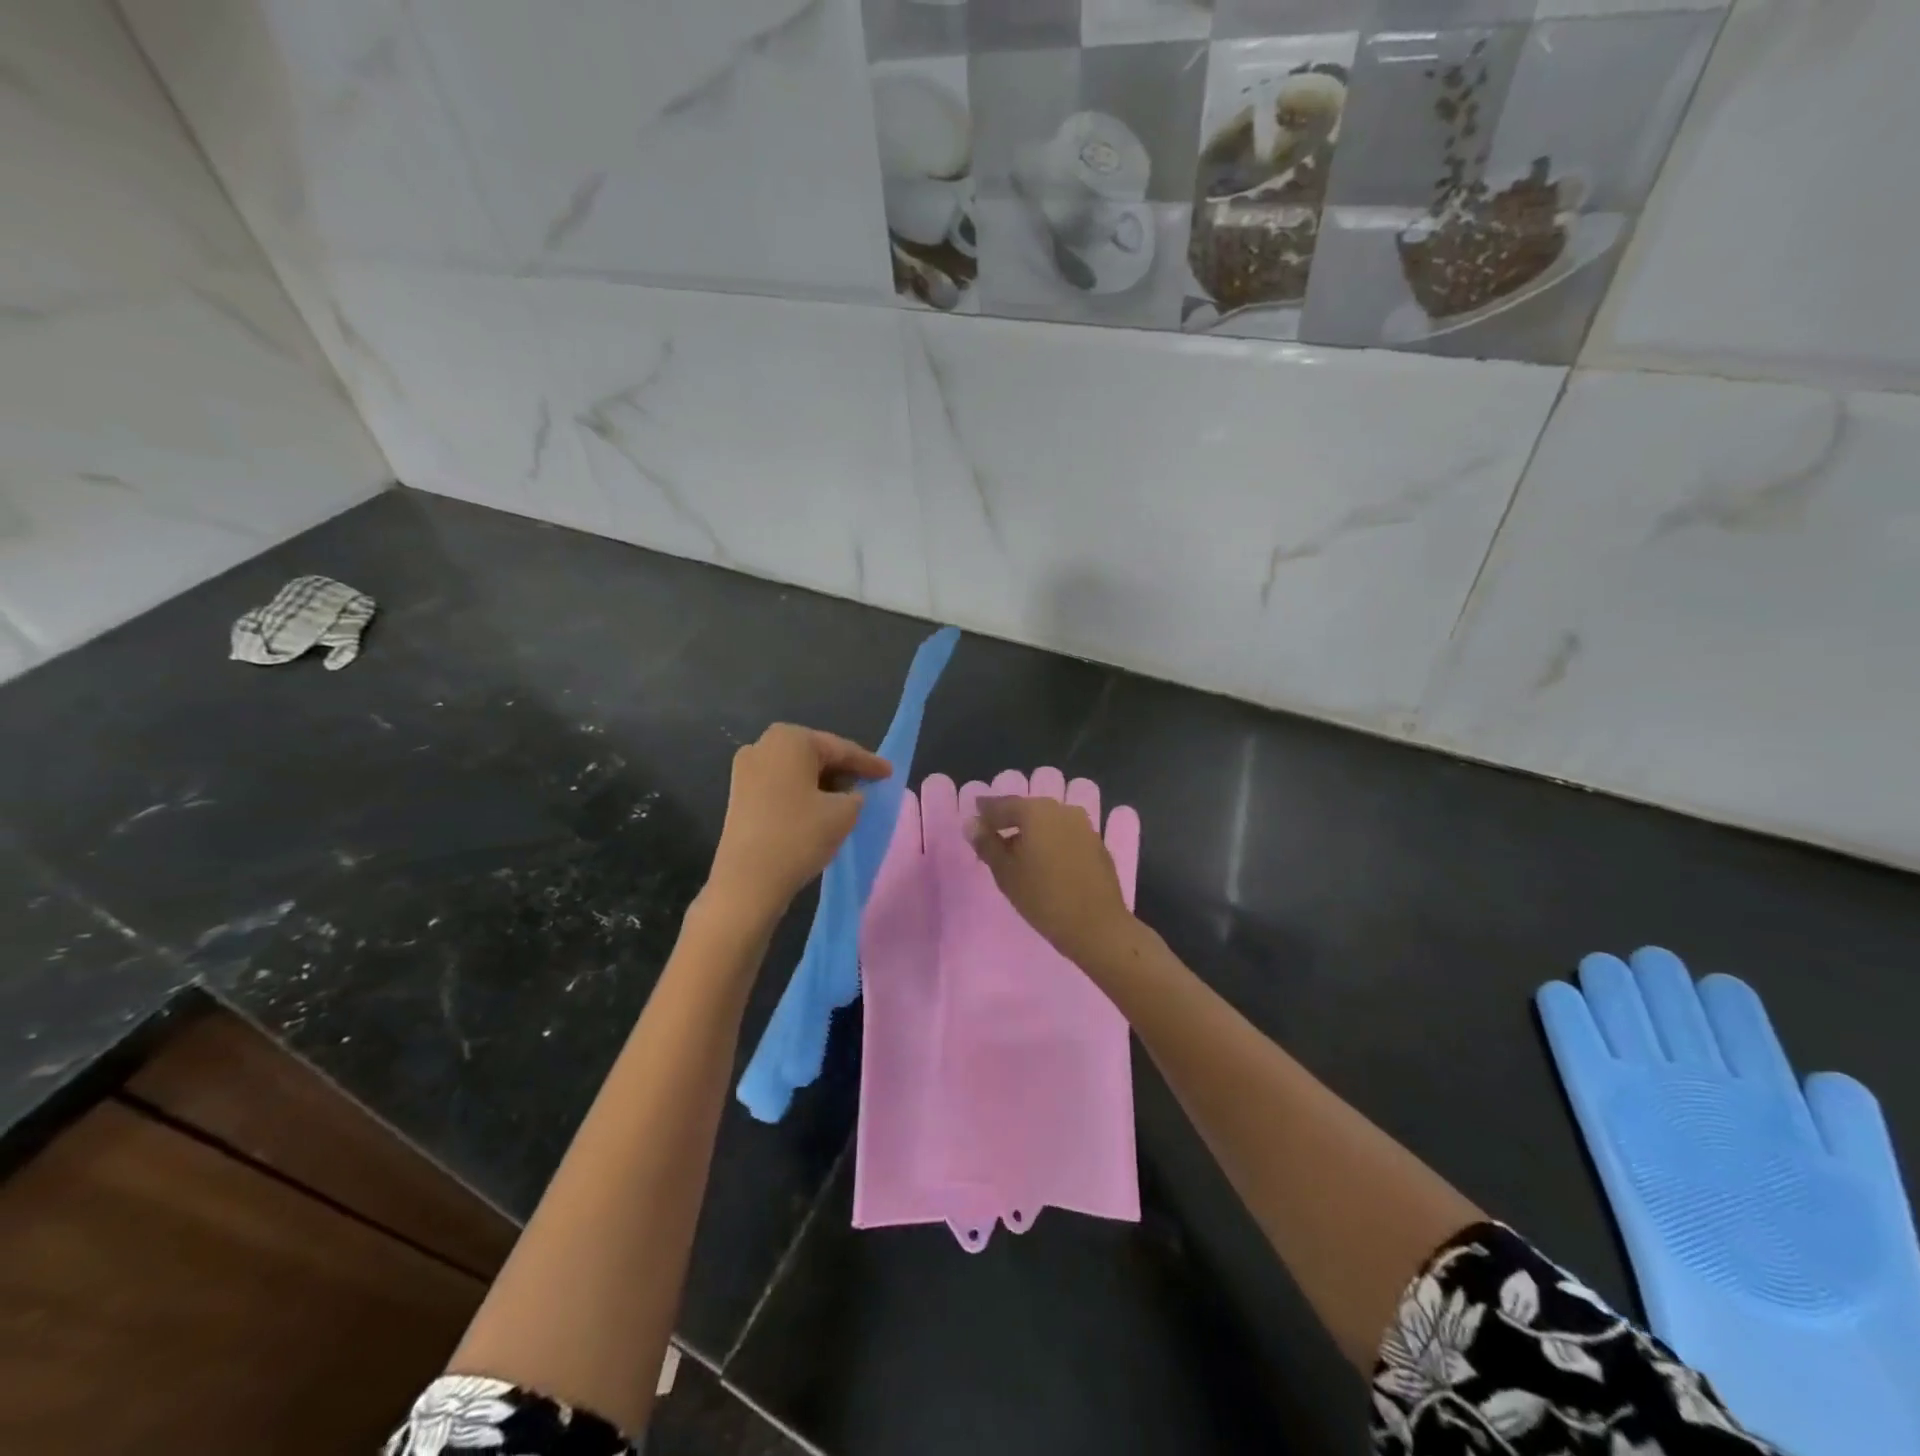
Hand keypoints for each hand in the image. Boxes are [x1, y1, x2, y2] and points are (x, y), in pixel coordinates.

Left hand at [707, 724, 890, 917]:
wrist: (747, 881)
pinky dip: (802, 794)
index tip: (889, 772)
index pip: (840, 749)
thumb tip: (850, 795)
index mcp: (790, 739)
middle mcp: (763, 745)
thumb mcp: (844, 813)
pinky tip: (819, 809)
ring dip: (822, 783)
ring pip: (797, 771)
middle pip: (816, 755)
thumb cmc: (799, 836)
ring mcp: (746, 770)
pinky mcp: (739, 795)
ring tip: (847, 800)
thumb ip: (856, 795)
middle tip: (869, 784)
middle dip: (843, 770)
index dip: (869, 763)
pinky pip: (781, 785)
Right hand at [966, 794, 1138, 969]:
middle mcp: (1062, 810)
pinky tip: (1043, 861)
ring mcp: (1084, 826)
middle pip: (1028, 810)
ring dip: (1031, 832)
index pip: (1003, 804)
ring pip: (1048, 822)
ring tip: (1015, 851)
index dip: (985, 811)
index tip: (973, 816)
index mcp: (1036, 811)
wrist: (1098, 927)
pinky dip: (1050, 841)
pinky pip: (1065, 835)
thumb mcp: (1005, 872)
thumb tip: (971, 823)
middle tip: (991, 835)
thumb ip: (986, 844)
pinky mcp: (1096, 844)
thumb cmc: (1043, 898)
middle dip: (1009, 821)